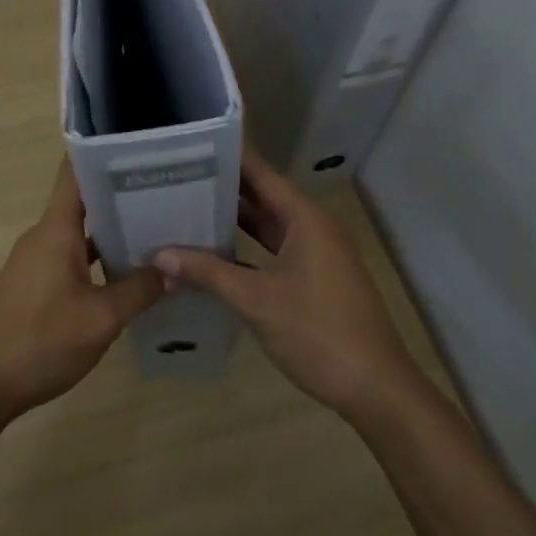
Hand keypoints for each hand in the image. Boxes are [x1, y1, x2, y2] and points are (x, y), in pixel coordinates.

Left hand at [0, 161, 164, 419]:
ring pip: (79, 234)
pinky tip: (126, 275)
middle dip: (123, 196)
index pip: (76, 172)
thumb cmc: (39, 341)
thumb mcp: (100, 319)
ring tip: (158, 232)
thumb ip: (139, 290)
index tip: (141, 150)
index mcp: (56, 229)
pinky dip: (98, 259)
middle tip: (168, 194)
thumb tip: (175, 268)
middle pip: (84, 202)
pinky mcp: (33, 286)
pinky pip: (71, 258)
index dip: (105, 155)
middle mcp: (44, 236)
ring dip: (113, 232)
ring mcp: (36, 261)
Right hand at [152, 148, 421, 423]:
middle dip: (222, 187)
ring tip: (186, 205)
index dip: (227, 157)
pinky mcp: (312, 278)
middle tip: (176, 176)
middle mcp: (310, 225)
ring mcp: (314, 253)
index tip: (189, 146)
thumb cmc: (318, 332)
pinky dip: (245, 248)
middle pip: (262, 195)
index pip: (259, 172)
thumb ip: (208, 272)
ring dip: (233, 219)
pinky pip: (273, 249)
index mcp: (304, 217)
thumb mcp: (257, 300)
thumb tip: (159, 254)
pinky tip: (213, 251)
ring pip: (267, 225)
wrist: (375, 389)